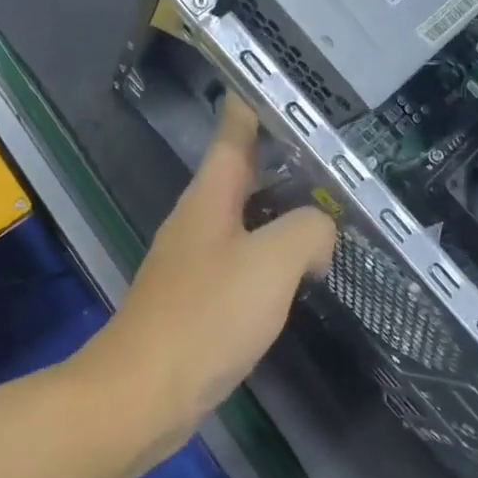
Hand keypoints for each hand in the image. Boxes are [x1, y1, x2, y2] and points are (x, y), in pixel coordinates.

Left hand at [78, 96, 336, 443]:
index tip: (283, 86)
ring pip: (245, 219)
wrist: (144, 391)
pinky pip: (242, 260)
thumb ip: (307, 231)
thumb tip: (318, 231)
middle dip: (282, 159)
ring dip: (281, 210)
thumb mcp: (270, 263)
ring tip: (329, 209)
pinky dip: (272, 255)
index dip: (255, 103)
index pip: (234, 132)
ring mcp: (194, 260)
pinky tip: (299, 271)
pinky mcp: (198, 299)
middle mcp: (198, 219)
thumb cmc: (206, 315)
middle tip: (333, 155)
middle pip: (242, 173)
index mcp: (210, 196)